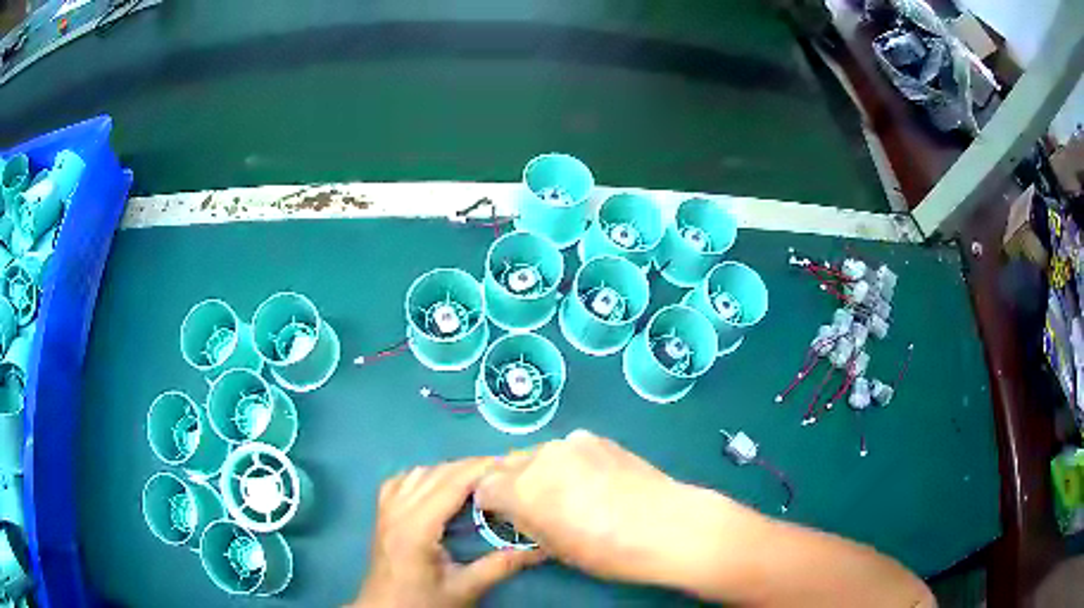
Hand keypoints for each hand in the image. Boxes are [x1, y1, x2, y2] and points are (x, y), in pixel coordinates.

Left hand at [352, 457, 544, 607]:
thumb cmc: (423, 603)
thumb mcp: (465, 589)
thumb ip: (500, 566)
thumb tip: (541, 548)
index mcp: (416, 527)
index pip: (451, 484)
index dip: (480, 469)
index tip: (511, 464)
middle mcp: (398, 510)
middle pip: (435, 473)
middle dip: (470, 467)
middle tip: (504, 472)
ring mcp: (385, 511)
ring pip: (417, 473)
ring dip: (448, 471)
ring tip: (478, 480)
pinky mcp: (381, 515)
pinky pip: (400, 482)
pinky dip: (423, 477)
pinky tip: (438, 487)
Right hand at [474, 430, 711, 586]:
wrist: (667, 526)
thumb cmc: (606, 551)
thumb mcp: (554, 548)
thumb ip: (525, 522)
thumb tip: (516, 512)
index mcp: (522, 489)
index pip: (484, 486)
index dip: (491, 504)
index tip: (505, 517)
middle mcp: (540, 457)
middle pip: (507, 465)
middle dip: (512, 484)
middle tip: (537, 507)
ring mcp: (571, 442)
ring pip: (539, 455)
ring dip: (541, 472)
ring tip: (570, 493)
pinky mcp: (597, 437)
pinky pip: (568, 449)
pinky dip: (569, 463)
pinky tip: (595, 480)